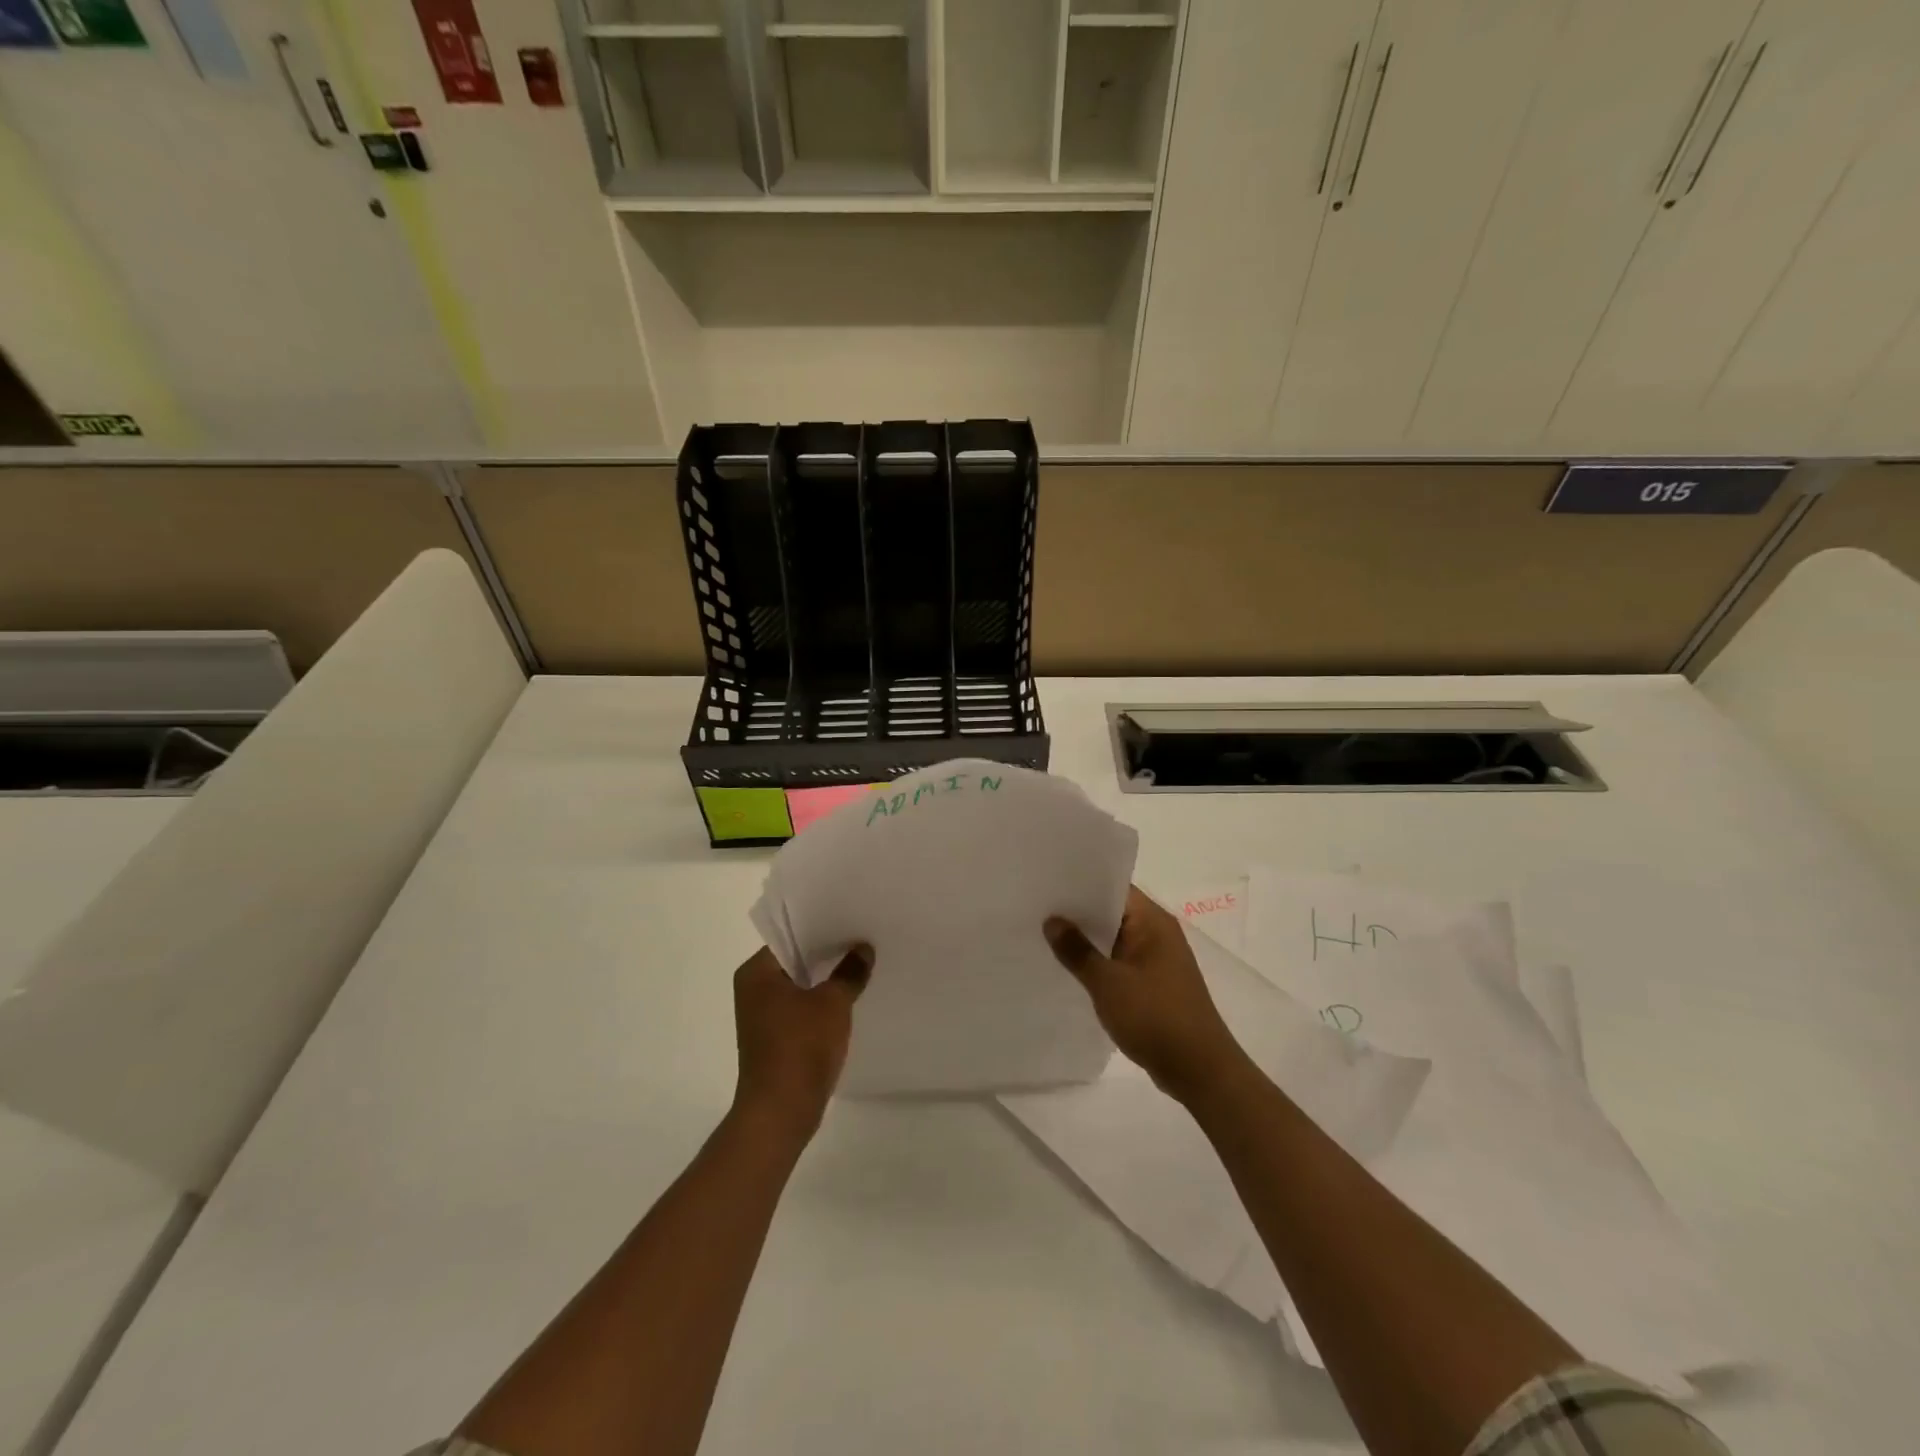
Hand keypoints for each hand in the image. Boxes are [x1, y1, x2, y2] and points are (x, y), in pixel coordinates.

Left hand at [731, 944, 870, 1137]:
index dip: (821, 928)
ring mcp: (763, 1016)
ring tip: (862, 964)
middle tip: (863, 939)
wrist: (780, 1113)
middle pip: (795, 960)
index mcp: (756, 973)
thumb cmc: (800, 1047)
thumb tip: (863, 949)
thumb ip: (849, 971)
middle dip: (828, 953)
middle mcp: (753, 989)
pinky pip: (802, 1009)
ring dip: (827, 979)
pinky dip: (822, 1003)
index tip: (851, 920)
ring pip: (800, 986)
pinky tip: (850, 998)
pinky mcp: (775, 1038)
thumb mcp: (832, 1003)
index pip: (790, 936)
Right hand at [1044, 886, 1249, 1103]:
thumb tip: (1052, 920)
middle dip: (1078, 914)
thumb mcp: (1108, 983)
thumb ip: (1077, 950)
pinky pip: (1120, 963)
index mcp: (1153, 921)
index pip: (1114, 887)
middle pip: (1113, 912)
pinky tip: (1071, 972)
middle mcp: (1158, 933)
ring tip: (1045, 938)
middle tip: (1037, 910)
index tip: (1047, 884)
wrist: (1200, 1071)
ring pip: (1115, 940)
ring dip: (1087, 942)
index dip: (1081, 884)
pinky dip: (1099, 964)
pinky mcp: (1155, 985)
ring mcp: (1158, 960)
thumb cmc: (1155, 1017)